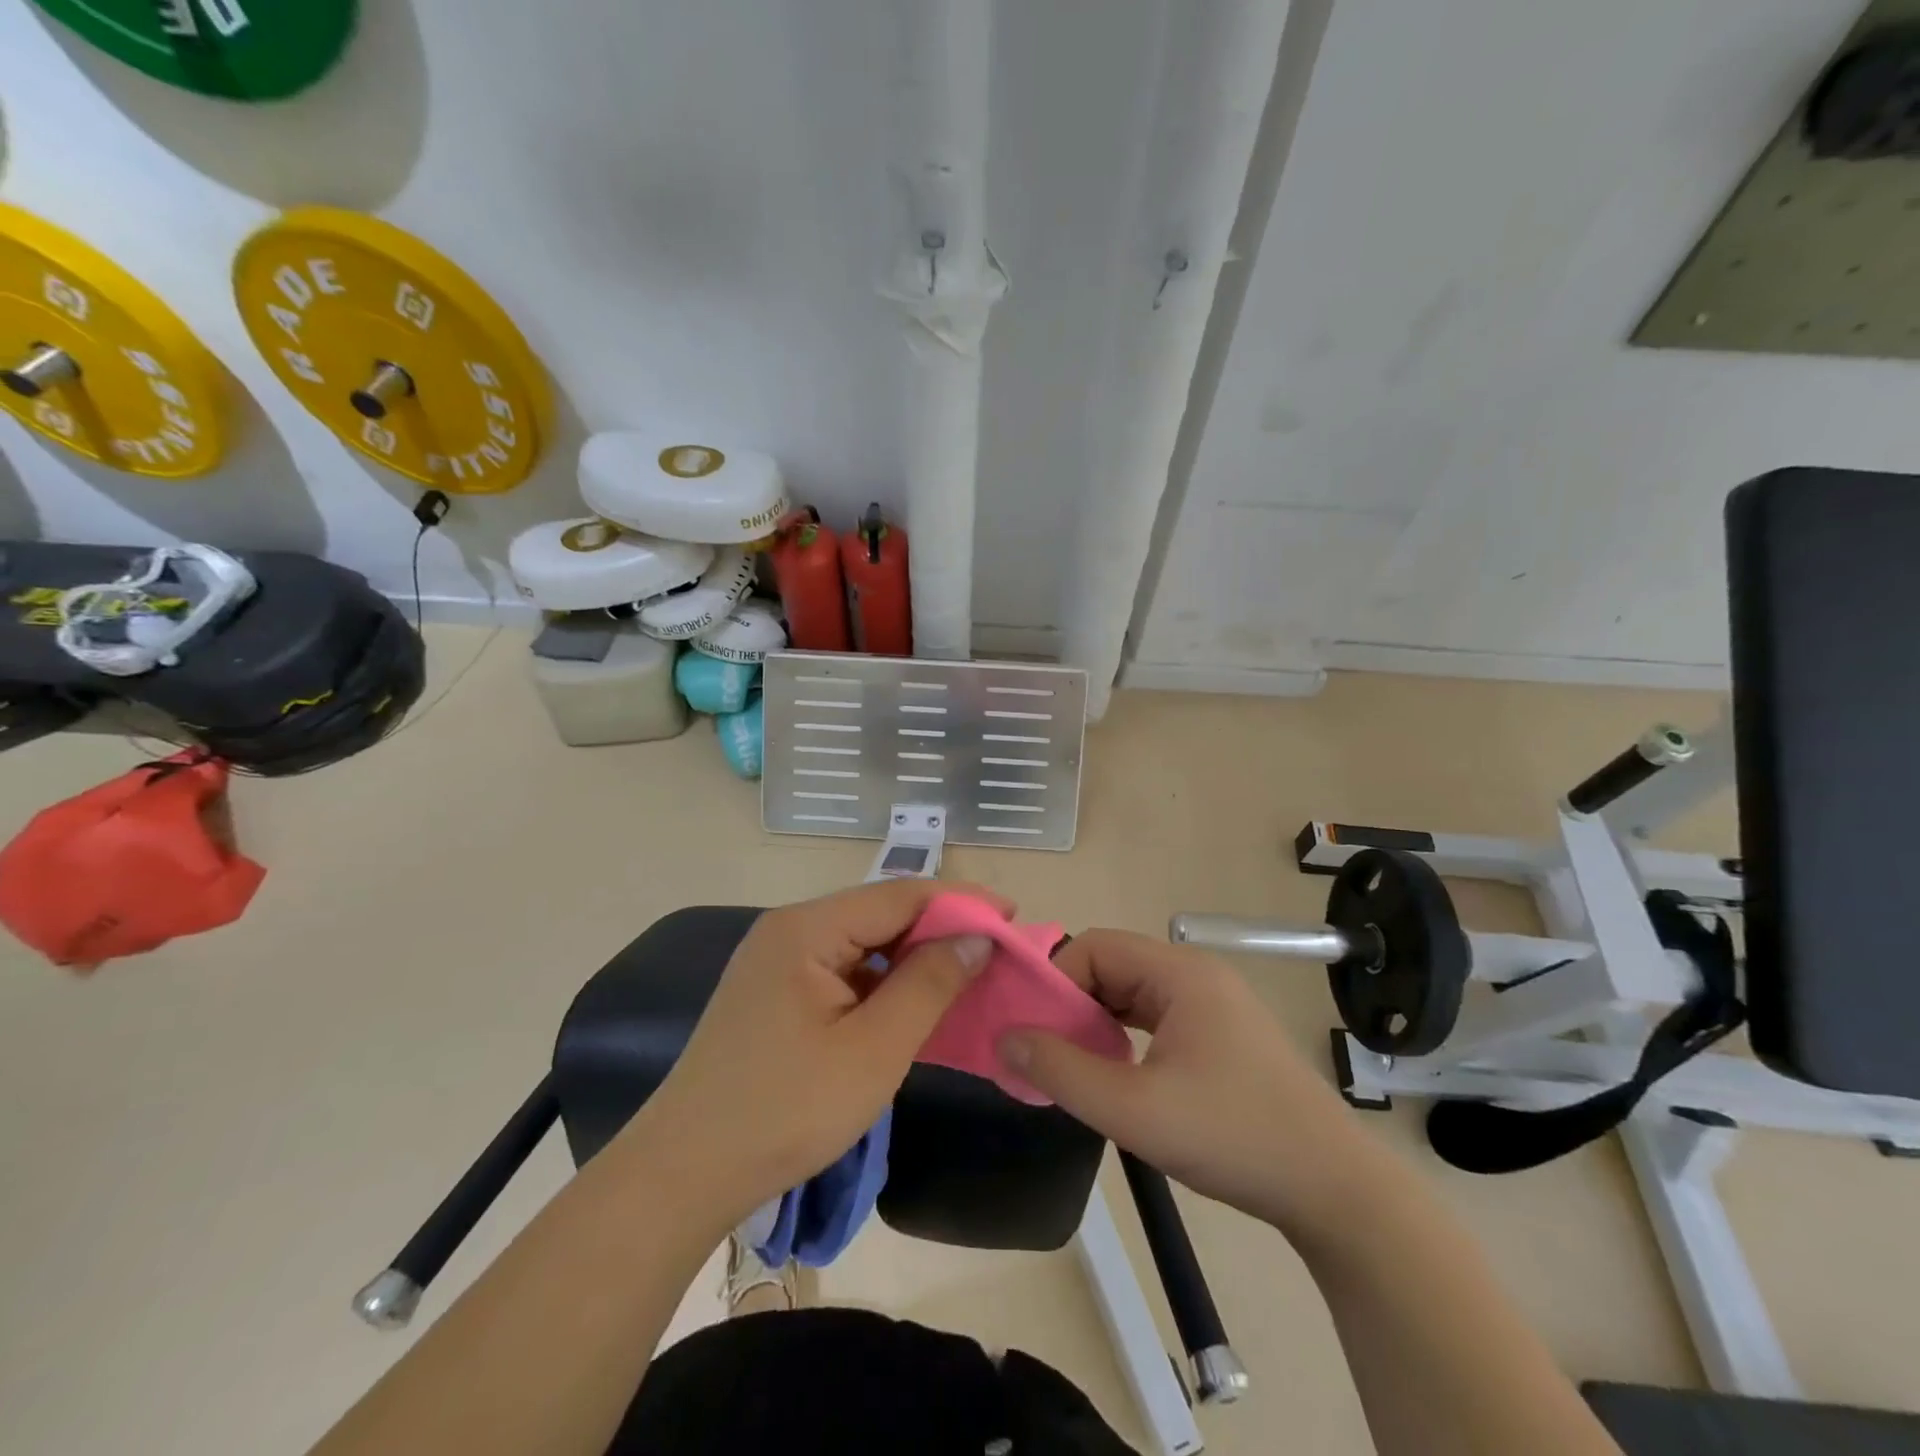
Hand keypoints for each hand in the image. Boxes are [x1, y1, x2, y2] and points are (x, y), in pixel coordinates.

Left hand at [624, 881, 1005, 1229]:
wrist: (684, 1174)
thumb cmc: (785, 1110)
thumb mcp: (873, 1049)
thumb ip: (929, 984)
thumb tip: (975, 938)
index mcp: (807, 928)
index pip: (900, 894)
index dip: (960, 901)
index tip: (1012, 917)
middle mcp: (789, 930)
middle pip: (879, 914)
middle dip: (939, 930)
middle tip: (994, 954)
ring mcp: (776, 961)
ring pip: (862, 943)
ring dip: (912, 959)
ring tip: (963, 978)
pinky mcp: (773, 993)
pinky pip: (841, 971)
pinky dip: (881, 983)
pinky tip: (909, 1005)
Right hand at [999, 930, 1375, 1234]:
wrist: (1334, 1189)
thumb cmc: (1232, 1136)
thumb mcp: (1133, 1110)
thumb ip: (1062, 1071)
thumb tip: (1005, 1038)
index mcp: (1179, 972)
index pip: (1095, 947)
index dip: (1055, 981)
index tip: (1032, 1030)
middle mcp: (1195, 973)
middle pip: (1112, 965)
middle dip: (1072, 1003)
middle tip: (1045, 1051)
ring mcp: (1213, 1002)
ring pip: (1132, 992)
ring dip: (1097, 1021)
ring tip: (1073, 1064)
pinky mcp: (1222, 1032)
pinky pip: (1156, 1016)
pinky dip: (1125, 1035)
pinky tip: (1116, 1072)